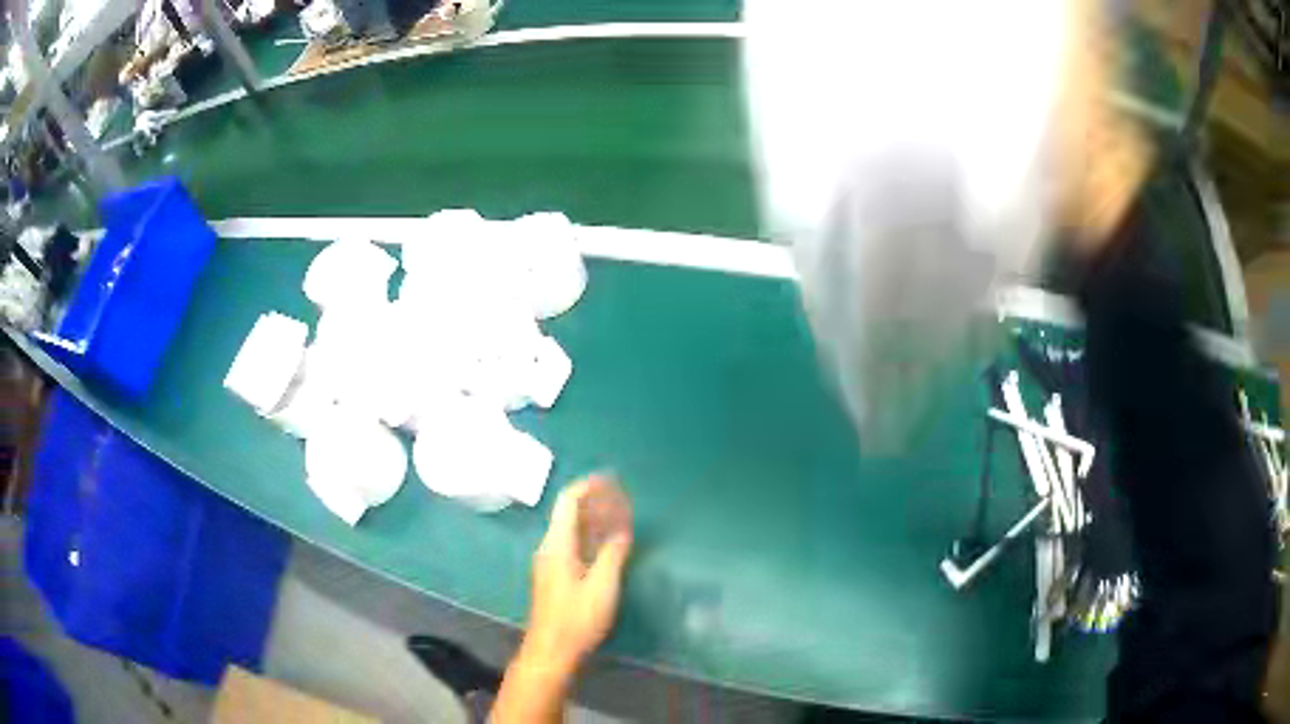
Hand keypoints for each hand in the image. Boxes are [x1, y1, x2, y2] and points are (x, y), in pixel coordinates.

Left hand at [521, 476, 632, 677]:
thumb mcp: (602, 586)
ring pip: (571, 528)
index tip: (612, 479)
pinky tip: (608, 542)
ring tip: (620, 514)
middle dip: (595, 500)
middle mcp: (550, 547)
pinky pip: (573, 543)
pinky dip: (591, 535)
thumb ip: (613, 554)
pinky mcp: (555, 575)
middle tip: (623, 496)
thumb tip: (623, 529)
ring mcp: (550, 561)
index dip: (589, 487)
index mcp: (557, 545)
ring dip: (594, 518)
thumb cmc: (577, 618)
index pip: (568, 502)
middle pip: (569, 512)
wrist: (551, 649)